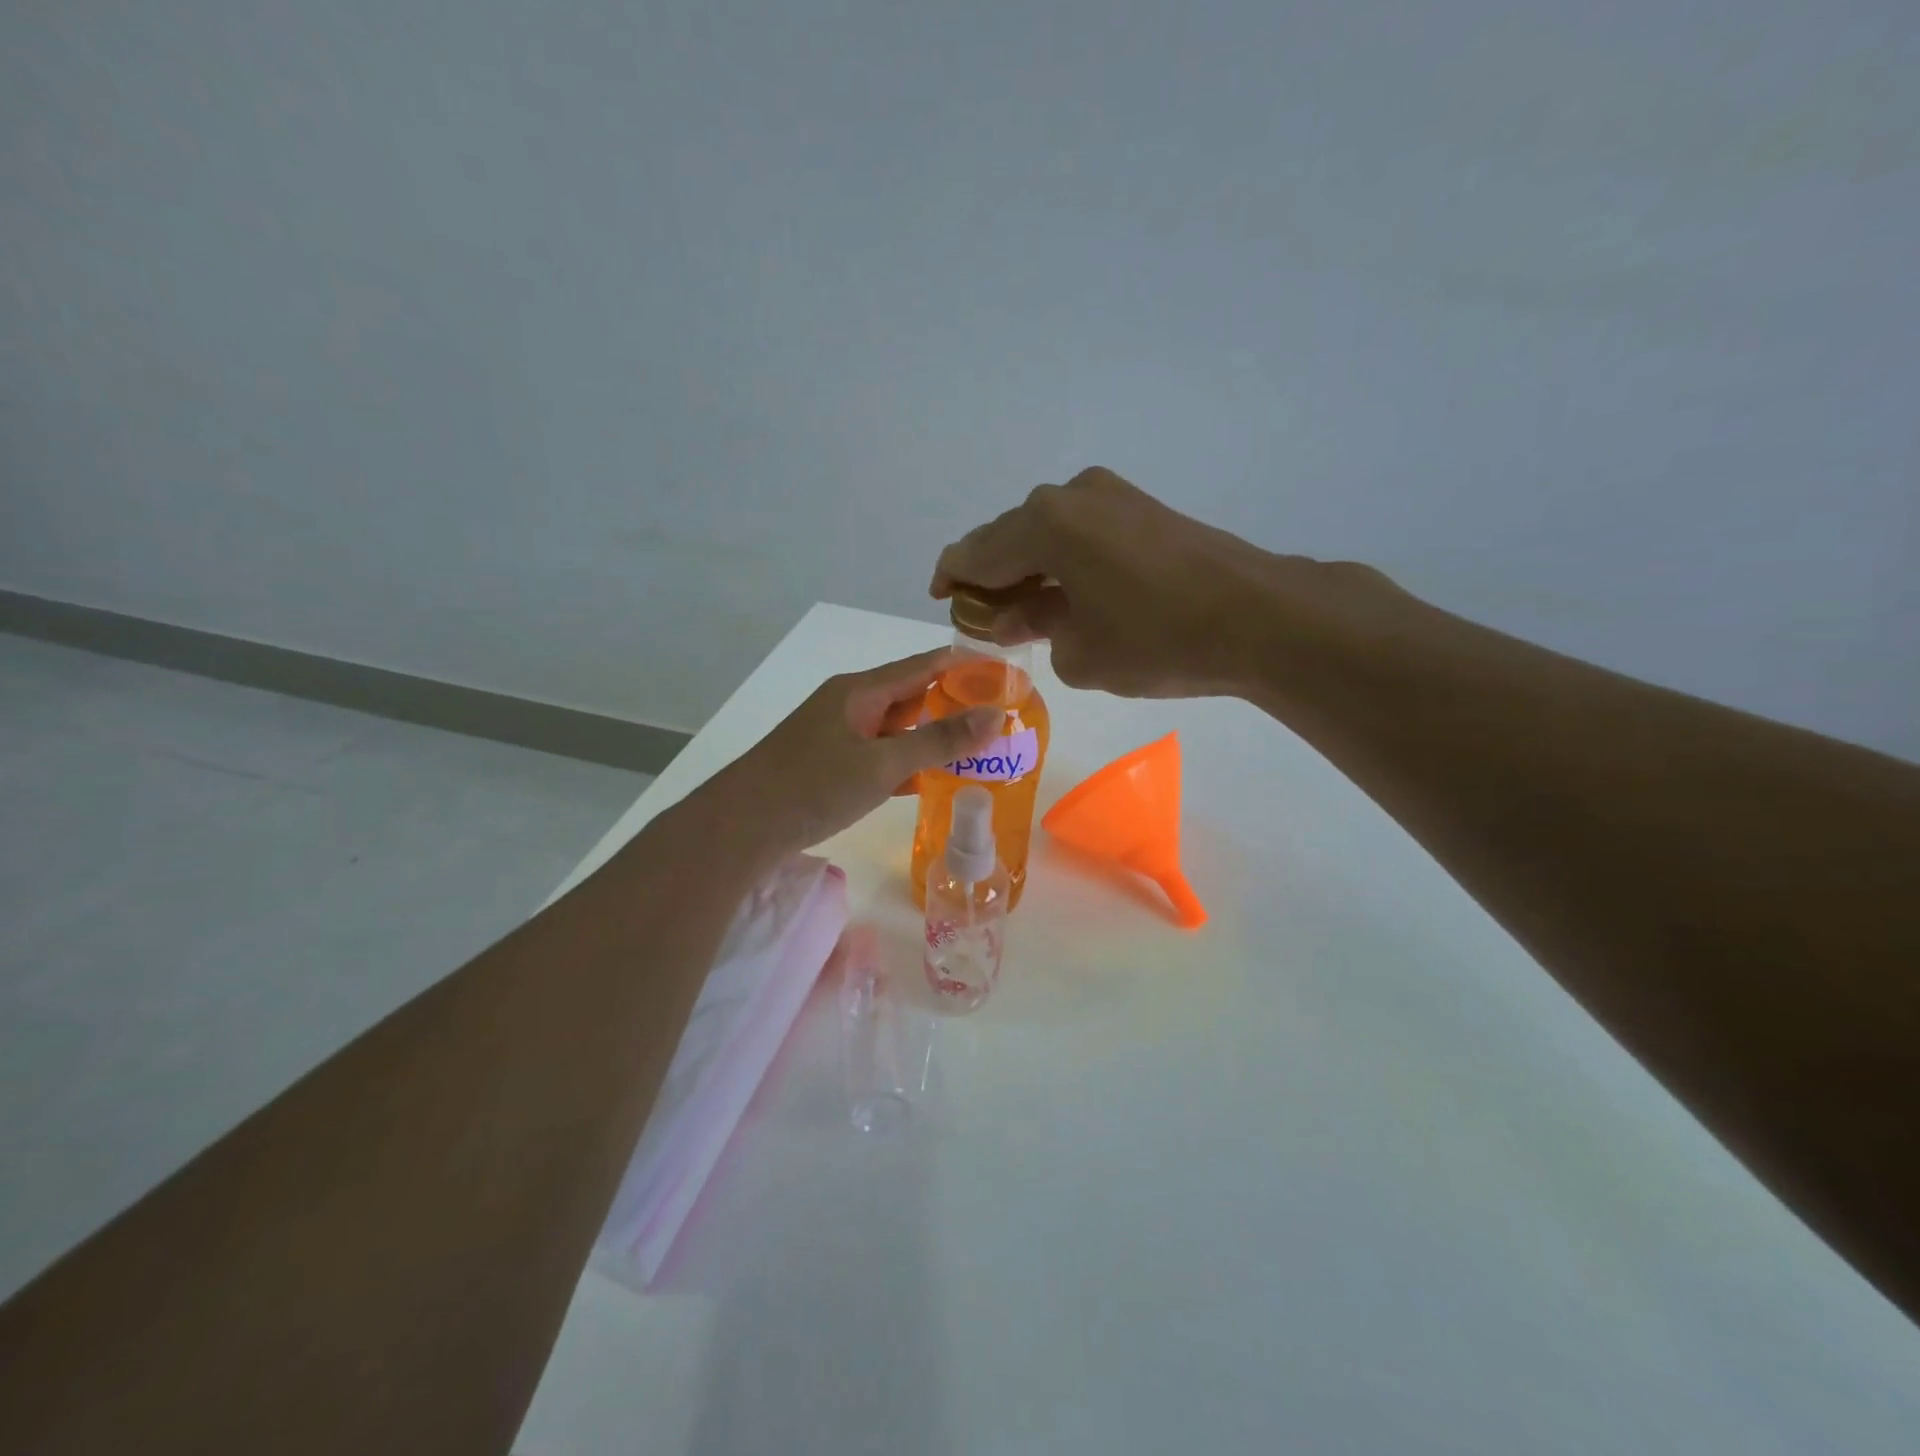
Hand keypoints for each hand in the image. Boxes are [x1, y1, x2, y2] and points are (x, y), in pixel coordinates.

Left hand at [704, 649, 1000, 859]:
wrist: (740, 827)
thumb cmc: (813, 786)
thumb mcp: (883, 764)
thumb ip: (939, 740)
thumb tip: (996, 715)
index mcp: (860, 691)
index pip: (924, 664)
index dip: (965, 666)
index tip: (1006, 674)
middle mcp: (849, 705)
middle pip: (911, 694)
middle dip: (954, 703)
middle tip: (1000, 718)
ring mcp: (837, 735)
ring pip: (896, 728)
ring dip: (931, 736)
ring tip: (977, 748)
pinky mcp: (830, 765)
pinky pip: (879, 754)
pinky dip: (907, 762)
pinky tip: (931, 778)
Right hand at [931, 467, 1407, 699]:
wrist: (1258, 617)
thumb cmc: (1156, 640)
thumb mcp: (1080, 652)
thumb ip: (1037, 630)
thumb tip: (1031, 615)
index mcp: (1043, 524)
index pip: (975, 553)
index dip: (952, 579)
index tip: (941, 600)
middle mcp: (1071, 495)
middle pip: (1009, 537)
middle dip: (993, 578)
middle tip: (987, 618)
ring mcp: (1111, 496)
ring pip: (1048, 534)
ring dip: (1031, 569)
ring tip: (1027, 612)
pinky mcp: (1142, 508)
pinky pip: (1082, 533)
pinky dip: (1064, 561)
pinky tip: (1069, 594)